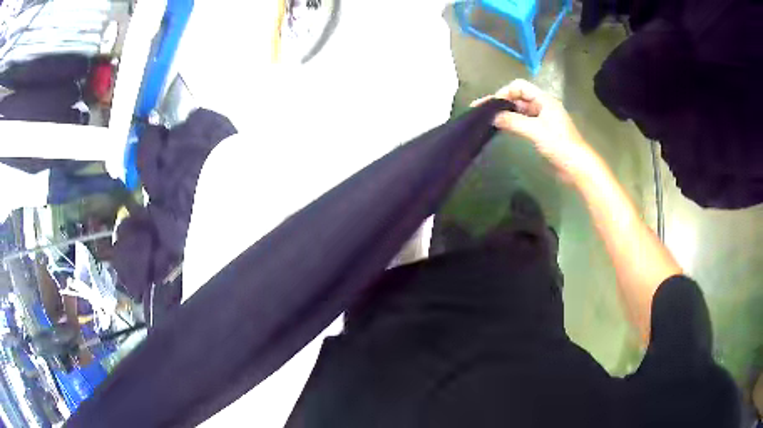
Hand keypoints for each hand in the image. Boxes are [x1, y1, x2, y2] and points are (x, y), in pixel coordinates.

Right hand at [472, 79, 596, 180]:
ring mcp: (543, 119)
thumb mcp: (535, 130)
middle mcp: (542, 105)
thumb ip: (512, 121)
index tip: (492, 105)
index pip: (519, 86)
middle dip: (502, 103)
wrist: (576, 166)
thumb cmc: (559, 144)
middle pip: (518, 98)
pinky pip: (524, 122)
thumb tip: (492, 116)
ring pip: (520, 111)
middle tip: (483, 112)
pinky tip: (502, 128)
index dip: (505, 92)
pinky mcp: (542, 132)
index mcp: (543, 99)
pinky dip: (513, 123)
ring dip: (506, 113)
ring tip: (489, 120)